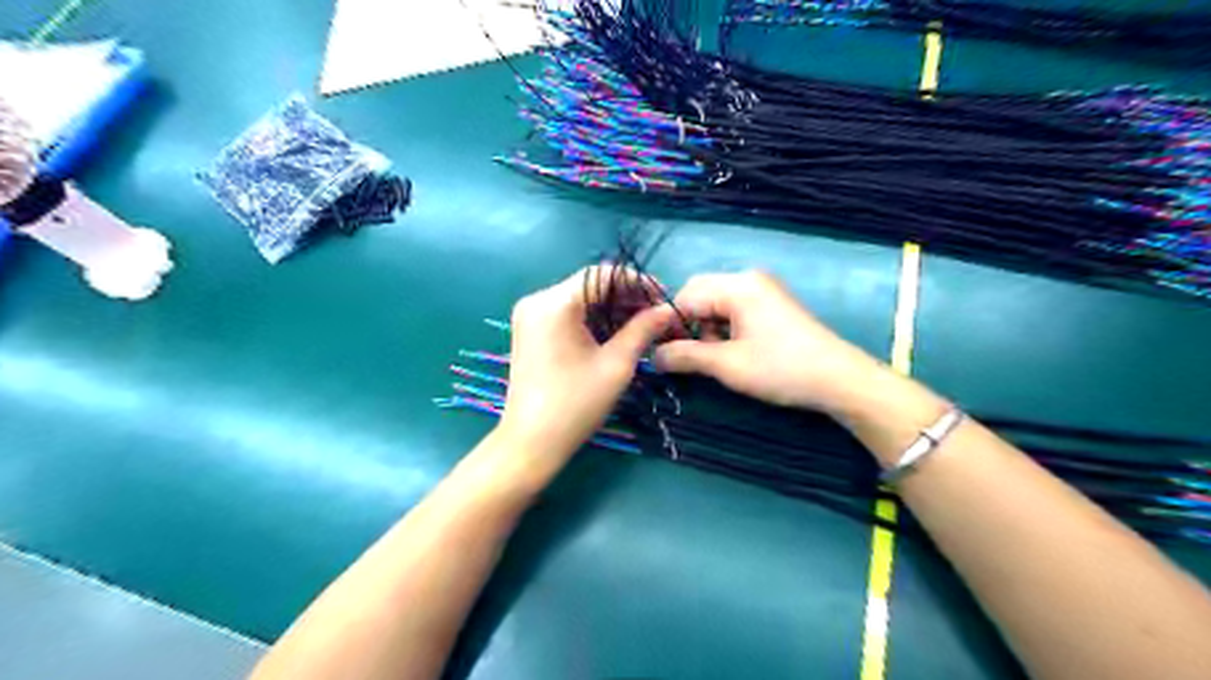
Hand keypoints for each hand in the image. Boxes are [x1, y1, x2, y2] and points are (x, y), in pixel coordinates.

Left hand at [497, 268, 675, 464]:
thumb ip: (643, 330)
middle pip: (589, 285)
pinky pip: (567, 313)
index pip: (602, 275)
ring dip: (611, 308)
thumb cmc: (575, 405)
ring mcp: (530, 316)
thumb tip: (667, 309)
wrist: (531, 443)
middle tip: (657, 313)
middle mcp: (537, 301)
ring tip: (643, 324)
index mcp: (554, 303)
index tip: (663, 296)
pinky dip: (592, 319)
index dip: (636, 281)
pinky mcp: (529, 331)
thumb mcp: (616, 365)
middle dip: (625, 296)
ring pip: (579, 299)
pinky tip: (615, 332)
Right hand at [653, 272, 886, 414]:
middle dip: (689, 325)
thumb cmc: (780, 368)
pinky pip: (734, 310)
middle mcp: (748, 279)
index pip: (686, 296)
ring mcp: (763, 290)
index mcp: (737, 286)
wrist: (838, 380)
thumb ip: (685, 356)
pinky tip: (733, 352)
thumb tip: (652, 356)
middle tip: (691, 357)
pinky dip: (725, 329)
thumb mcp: (727, 365)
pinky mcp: (771, 304)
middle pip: (700, 295)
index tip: (661, 352)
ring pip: (716, 304)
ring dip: (707, 329)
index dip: (669, 324)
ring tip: (717, 358)